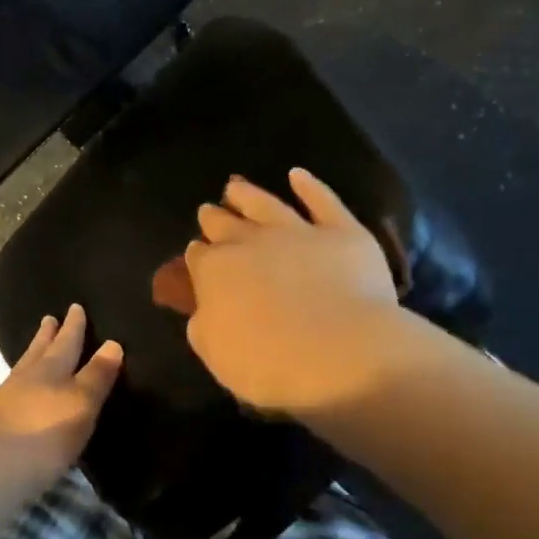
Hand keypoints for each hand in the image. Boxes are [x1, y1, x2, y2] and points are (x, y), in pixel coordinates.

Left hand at [0, 304, 122, 490]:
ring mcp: (2, 400)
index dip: (73, 327)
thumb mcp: (81, 404)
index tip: (75, 306)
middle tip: (49, 318)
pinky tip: (13, 392)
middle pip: (38, 351)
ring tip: (34, 348)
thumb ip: (96, 376)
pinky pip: (7, 392)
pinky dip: (16, 384)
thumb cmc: (44, 435)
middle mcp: (25, 378)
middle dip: (47, 336)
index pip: (67, 342)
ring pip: (21, 369)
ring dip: (31, 356)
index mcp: (51, 370)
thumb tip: (112, 343)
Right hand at [173, 168, 413, 418]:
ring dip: (248, 194)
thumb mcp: (217, 355)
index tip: (197, 256)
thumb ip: (205, 327)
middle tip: (209, 211)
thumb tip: (205, 311)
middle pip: (225, 224)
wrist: (341, 353)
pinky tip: (298, 175)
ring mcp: (297, 231)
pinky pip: (323, 201)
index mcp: (215, 271)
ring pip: (266, 204)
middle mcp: (250, 241)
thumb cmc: (270, 363)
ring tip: (236, 187)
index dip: (197, 256)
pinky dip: (310, 186)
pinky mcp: (341, 232)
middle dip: (214, 218)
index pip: (199, 257)